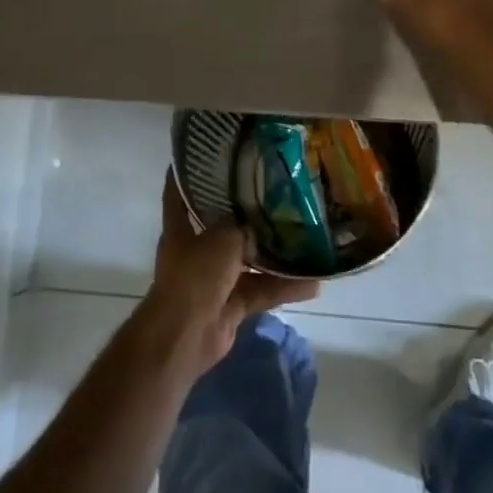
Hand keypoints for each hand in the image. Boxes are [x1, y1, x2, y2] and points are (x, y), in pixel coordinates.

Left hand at [140, 170, 318, 373]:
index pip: (179, 195)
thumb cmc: (195, 276)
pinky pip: (261, 291)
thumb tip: (261, 224)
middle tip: (277, 196)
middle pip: (222, 228)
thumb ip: (243, 227)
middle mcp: (196, 252)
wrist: (185, 335)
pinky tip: (313, 283)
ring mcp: (214, 281)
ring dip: (274, 257)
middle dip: (247, 216)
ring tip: (306, 240)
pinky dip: (283, 289)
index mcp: (181, 230)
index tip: (204, 156)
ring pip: (248, 262)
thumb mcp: (222, 238)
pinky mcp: (231, 306)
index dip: (187, 176)